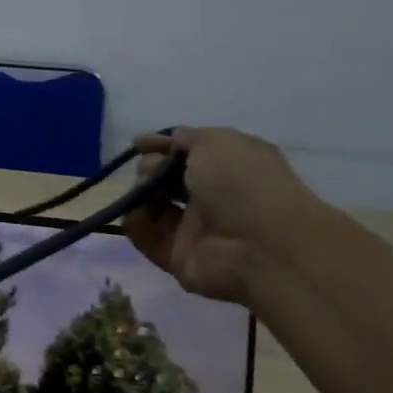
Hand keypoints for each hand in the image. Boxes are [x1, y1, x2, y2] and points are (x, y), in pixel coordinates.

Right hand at [121, 127, 320, 304]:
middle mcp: (213, 195)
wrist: (256, 247)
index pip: (190, 152)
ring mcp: (194, 227)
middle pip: (167, 178)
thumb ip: (188, 138)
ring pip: (153, 205)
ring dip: (140, 194)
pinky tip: (136, 215)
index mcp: (231, 166)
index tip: (139, 143)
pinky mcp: (176, 254)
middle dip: (150, 168)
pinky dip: (136, 224)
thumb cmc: (241, 184)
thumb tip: (169, 140)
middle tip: (149, 170)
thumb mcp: (218, 142)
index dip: (163, 145)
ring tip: (141, 193)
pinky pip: (147, 235)